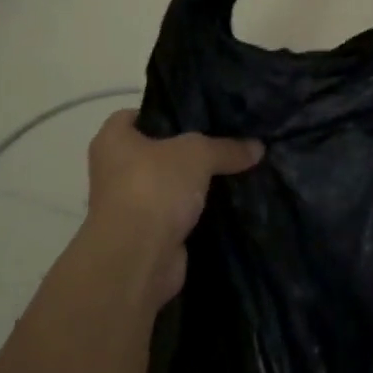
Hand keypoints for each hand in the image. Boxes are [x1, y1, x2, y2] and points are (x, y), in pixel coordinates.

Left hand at [85, 109, 263, 305]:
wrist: (137, 260)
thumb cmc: (154, 187)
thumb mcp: (198, 154)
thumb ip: (227, 147)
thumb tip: (258, 147)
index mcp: (113, 139)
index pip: (139, 114)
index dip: (167, 112)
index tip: (199, 113)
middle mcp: (114, 170)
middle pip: (157, 151)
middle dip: (188, 151)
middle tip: (225, 140)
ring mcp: (129, 206)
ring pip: (169, 186)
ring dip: (194, 186)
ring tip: (233, 170)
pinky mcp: (147, 236)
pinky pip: (177, 215)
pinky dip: (197, 213)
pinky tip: (228, 204)